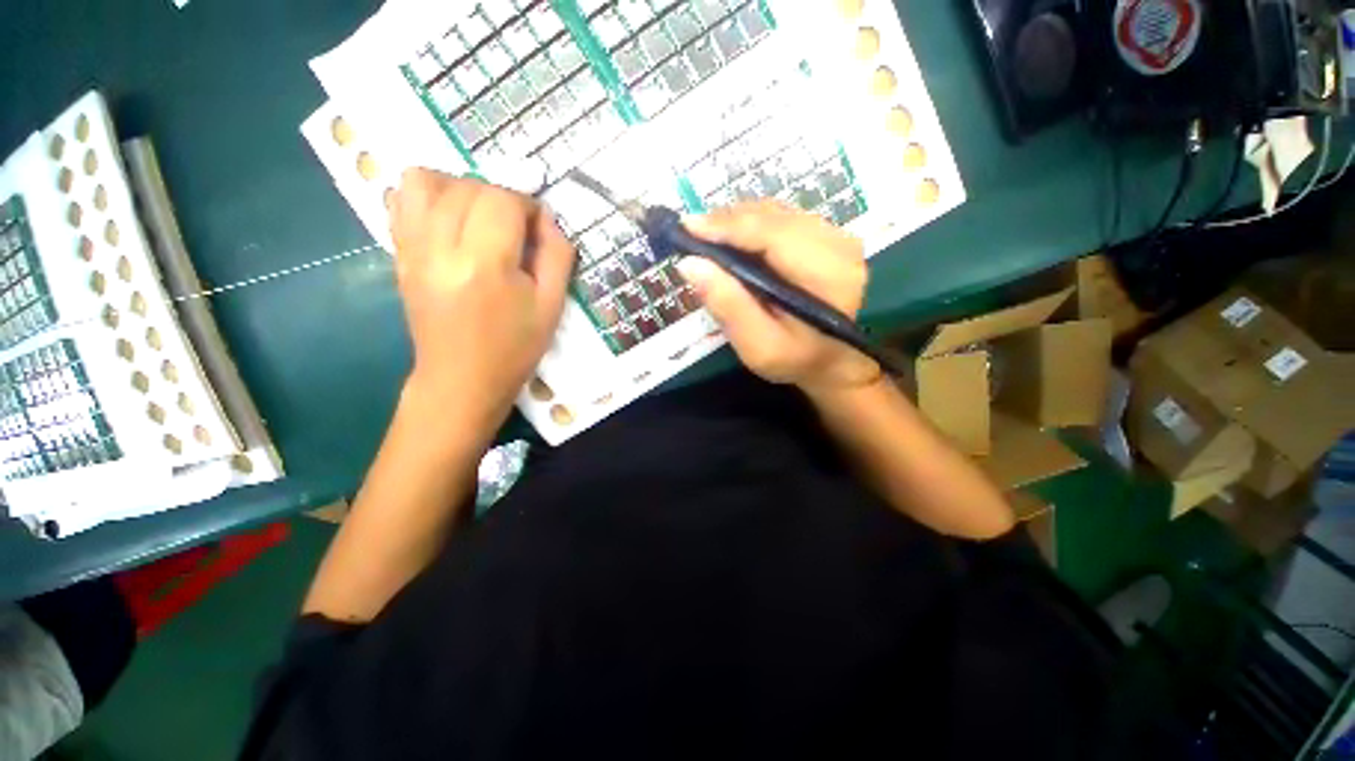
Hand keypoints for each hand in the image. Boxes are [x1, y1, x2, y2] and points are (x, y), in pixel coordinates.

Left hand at [388, 170, 574, 434]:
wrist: (462, 379)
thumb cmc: (515, 347)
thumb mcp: (552, 306)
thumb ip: (557, 255)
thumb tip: (546, 218)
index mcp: (486, 264)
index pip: (503, 200)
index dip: (528, 206)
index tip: (538, 230)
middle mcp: (441, 247)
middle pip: (468, 186)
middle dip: (501, 198)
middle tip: (515, 230)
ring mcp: (413, 248)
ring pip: (427, 180)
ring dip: (461, 188)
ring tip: (480, 218)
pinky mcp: (399, 253)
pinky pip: (401, 199)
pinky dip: (428, 196)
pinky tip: (450, 220)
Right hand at [674, 200, 879, 396]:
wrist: (830, 359)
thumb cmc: (794, 359)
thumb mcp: (758, 346)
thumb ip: (727, 305)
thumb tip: (690, 264)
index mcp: (827, 275)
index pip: (772, 233)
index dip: (728, 226)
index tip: (687, 227)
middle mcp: (838, 244)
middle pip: (773, 217)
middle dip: (728, 222)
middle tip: (692, 235)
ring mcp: (837, 235)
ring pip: (777, 213)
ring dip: (739, 222)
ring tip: (709, 238)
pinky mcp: (829, 235)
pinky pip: (784, 218)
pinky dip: (754, 225)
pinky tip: (735, 241)